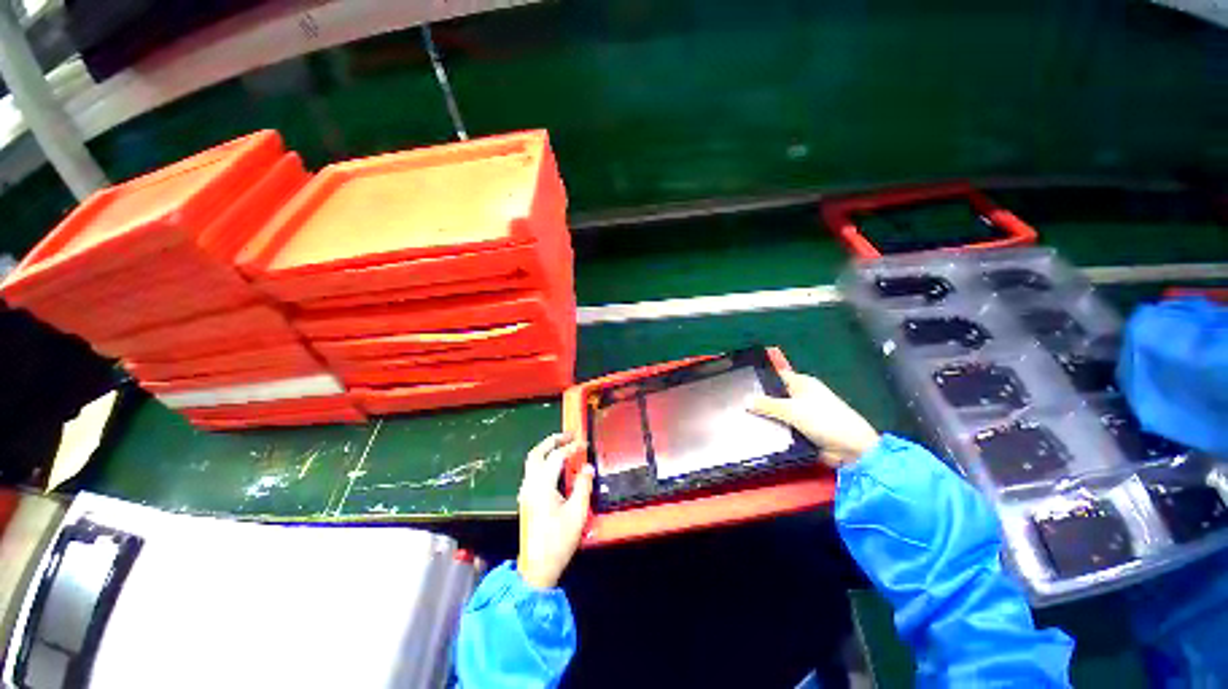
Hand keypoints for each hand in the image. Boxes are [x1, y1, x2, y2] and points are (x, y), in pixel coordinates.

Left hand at [516, 432, 593, 588]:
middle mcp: (530, 485)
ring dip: (546, 449)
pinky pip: (532, 471)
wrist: (537, 567)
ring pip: (532, 461)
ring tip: (563, 445)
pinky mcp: (526, 499)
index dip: (571, 448)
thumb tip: (587, 467)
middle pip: (537, 453)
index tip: (584, 444)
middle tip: (569, 435)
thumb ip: (582, 486)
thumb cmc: (559, 540)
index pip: (557, 457)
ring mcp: (526, 492)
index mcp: (542, 486)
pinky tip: (555, 466)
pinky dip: (543, 461)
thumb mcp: (577, 512)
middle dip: (552, 440)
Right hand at [749, 371, 880, 467]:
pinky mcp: (805, 429)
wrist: (852, 449)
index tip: (740, 383)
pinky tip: (759, 431)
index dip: (760, 378)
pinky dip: (775, 428)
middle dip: (760, 400)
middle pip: (775, 394)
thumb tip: (746, 400)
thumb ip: (767, 405)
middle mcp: (802, 395)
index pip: (776, 375)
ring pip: (779, 412)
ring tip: (742, 418)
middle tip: (737, 403)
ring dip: (767, 416)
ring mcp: (804, 413)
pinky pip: (784, 426)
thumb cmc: (824, 421)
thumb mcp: (792, 410)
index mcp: (802, 383)